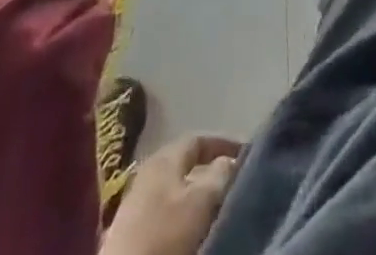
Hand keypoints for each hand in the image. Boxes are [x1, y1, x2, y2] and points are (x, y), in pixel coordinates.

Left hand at [103, 134, 242, 254]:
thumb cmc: (165, 236)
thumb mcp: (200, 202)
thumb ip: (219, 175)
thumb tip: (229, 161)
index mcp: (164, 157)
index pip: (198, 138)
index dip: (223, 143)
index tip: (245, 154)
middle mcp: (148, 172)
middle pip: (185, 164)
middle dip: (210, 171)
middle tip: (233, 182)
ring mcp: (135, 203)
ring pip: (175, 190)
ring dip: (196, 196)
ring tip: (215, 209)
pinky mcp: (130, 232)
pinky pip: (164, 212)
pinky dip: (182, 215)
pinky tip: (190, 230)